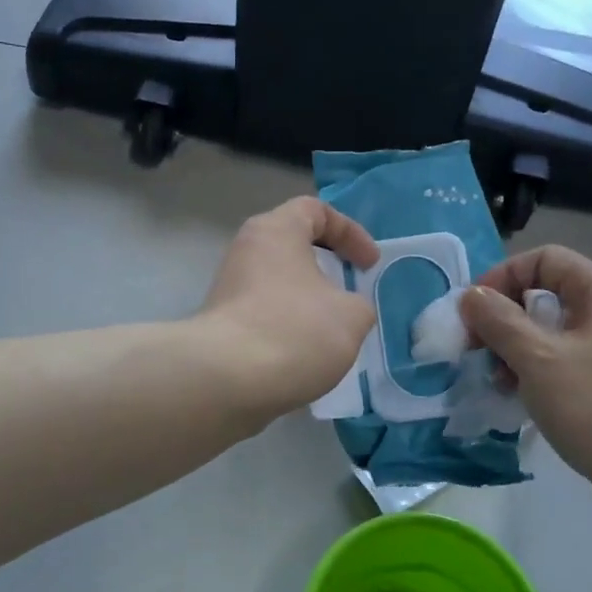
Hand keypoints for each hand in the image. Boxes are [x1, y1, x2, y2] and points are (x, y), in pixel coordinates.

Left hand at [198, 198, 379, 421]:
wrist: (225, 381)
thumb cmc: (294, 331)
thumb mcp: (351, 316)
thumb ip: (358, 305)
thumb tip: (344, 312)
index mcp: (276, 231)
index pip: (315, 210)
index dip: (350, 232)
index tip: (369, 266)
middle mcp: (247, 251)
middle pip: (294, 246)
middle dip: (328, 268)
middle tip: (350, 293)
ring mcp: (229, 288)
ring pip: (279, 283)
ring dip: (308, 301)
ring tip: (331, 332)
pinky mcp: (222, 324)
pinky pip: (265, 313)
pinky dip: (289, 326)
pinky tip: (304, 355)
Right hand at [458, 246, 591, 487]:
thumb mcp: (538, 359)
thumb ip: (499, 321)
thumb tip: (472, 297)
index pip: (543, 259)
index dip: (501, 278)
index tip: (473, 315)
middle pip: (547, 294)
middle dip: (505, 319)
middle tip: (478, 352)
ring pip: (555, 331)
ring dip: (518, 349)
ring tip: (499, 382)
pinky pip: (569, 359)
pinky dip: (541, 370)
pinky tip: (523, 398)